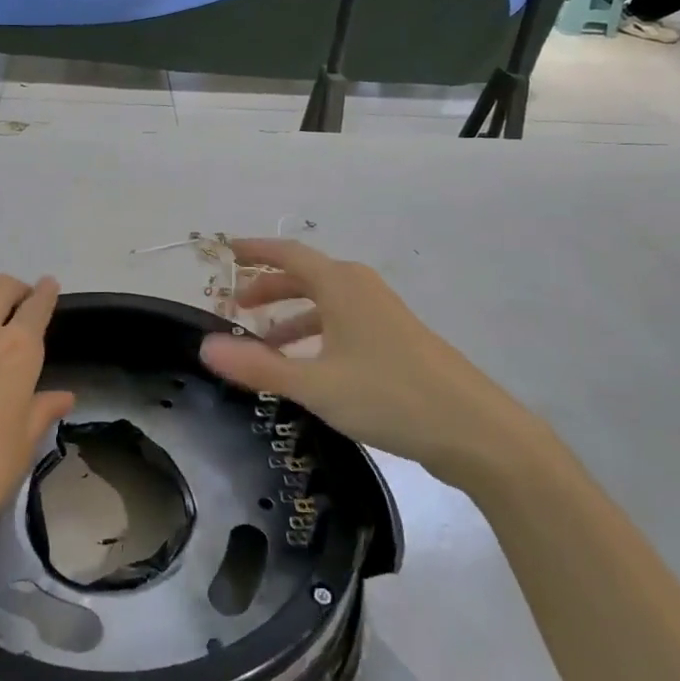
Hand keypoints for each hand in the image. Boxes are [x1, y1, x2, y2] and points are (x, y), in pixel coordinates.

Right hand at [200, 239, 542, 489]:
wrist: (475, 430)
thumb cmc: (389, 395)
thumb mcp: (315, 384)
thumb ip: (258, 366)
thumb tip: (204, 346)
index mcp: (341, 285)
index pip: (289, 253)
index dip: (255, 251)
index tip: (226, 250)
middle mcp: (362, 289)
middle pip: (306, 277)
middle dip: (268, 289)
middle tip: (235, 308)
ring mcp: (383, 315)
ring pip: (325, 304)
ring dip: (291, 317)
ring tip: (263, 346)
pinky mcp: (397, 341)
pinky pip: (343, 324)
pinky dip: (316, 335)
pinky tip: (308, 368)